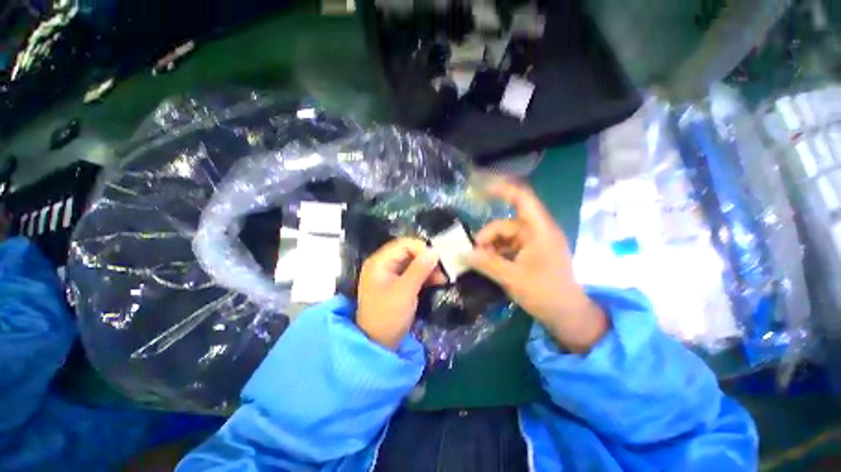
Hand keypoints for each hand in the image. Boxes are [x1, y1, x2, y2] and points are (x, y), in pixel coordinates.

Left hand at [357, 238, 445, 349]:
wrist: (378, 345)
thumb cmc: (387, 317)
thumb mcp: (405, 292)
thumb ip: (419, 270)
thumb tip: (434, 251)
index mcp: (380, 262)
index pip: (404, 244)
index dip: (422, 249)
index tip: (438, 260)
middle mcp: (384, 264)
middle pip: (409, 252)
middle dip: (427, 259)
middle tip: (443, 271)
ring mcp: (391, 274)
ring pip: (413, 262)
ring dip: (428, 268)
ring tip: (442, 279)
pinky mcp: (398, 284)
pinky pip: (414, 273)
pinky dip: (425, 276)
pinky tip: (437, 282)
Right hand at [467, 180, 607, 352]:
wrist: (568, 316)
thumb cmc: (546, 294)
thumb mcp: (513, 278)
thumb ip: (487, 264)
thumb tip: (464, 254)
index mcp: (539, 231)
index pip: (522, 199)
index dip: (502, 190)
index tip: (481, 189)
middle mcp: (536, 232)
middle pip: (506, 225)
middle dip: (487, 237)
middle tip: (474, 254)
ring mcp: (533, 243)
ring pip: (505, 237)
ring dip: (491, 247)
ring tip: (480, 262)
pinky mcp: (530, 254)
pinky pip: (508, 247)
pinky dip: (497, 253)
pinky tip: (488, 264)